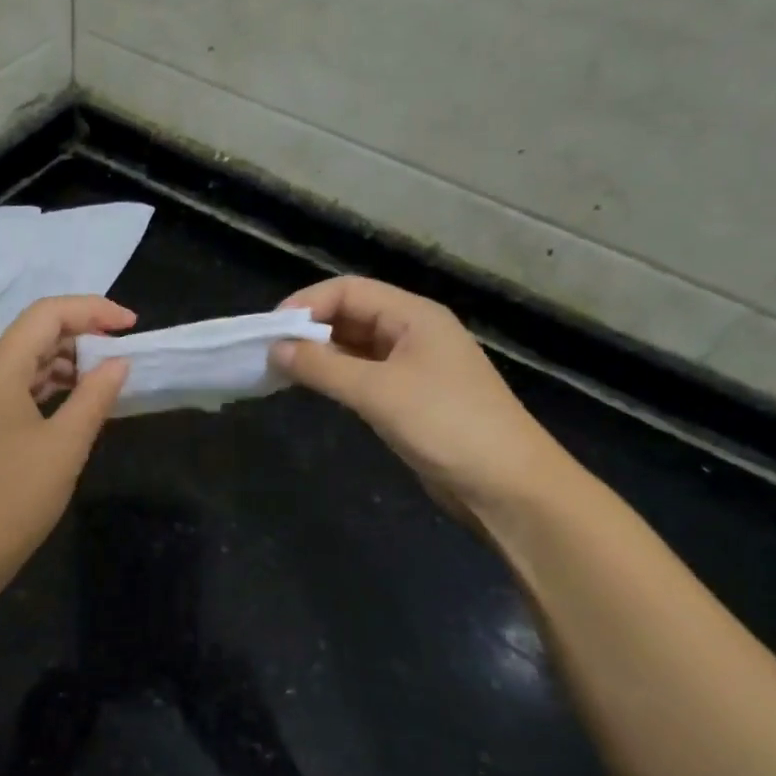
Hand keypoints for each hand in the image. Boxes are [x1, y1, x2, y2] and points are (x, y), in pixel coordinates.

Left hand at [0, 295, 133, 591]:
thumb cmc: (13, 498)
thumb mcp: (65, 445)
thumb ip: (95, 396)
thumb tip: (118, 363)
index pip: (47, 314)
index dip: (93, 310)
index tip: (132, 326)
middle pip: (35, 334)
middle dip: (82, 335)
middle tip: (124, 355)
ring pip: (28, 363)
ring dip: (69, 364)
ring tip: (108, 379)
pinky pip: (20, 391)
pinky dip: (52, 389)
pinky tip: (79, 405)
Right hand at [273, 277, 571, 517]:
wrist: (506, 485)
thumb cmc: (446, 425)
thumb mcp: (378, 391)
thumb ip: (322, 368)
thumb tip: (275, 349)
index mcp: (414, 316)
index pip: (349, 290)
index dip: (307, 304)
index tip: (270, 331)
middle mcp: (413, 333)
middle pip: (351, 315)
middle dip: (310, 329)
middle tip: (268, 353)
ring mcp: (413, 367)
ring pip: (355, 348)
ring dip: (320, 355)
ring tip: (281, 372)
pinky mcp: (409, 399)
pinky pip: (363, 376)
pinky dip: (336, 378)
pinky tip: (313, 390)